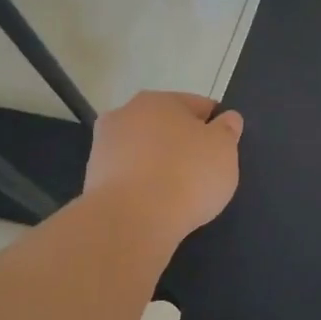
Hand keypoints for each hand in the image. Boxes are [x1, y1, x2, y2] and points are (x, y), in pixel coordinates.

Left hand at [84, 91, 243, 242]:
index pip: (197, 105)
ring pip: (143, 150)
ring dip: (157, 163)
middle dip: (182, 143)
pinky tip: (153, 205)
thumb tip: (227, 118)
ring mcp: (104, 146)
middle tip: (201, 171)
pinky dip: (141, 185)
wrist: (131, 220)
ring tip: (176, 193)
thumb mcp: (224, 150)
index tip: (223, 149)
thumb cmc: (186, 175)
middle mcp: (126, 113)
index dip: (215, 125)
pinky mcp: (92, 178)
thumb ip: (227, 130)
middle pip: (165, 126)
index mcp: (160, 100)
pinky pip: (128, 176)